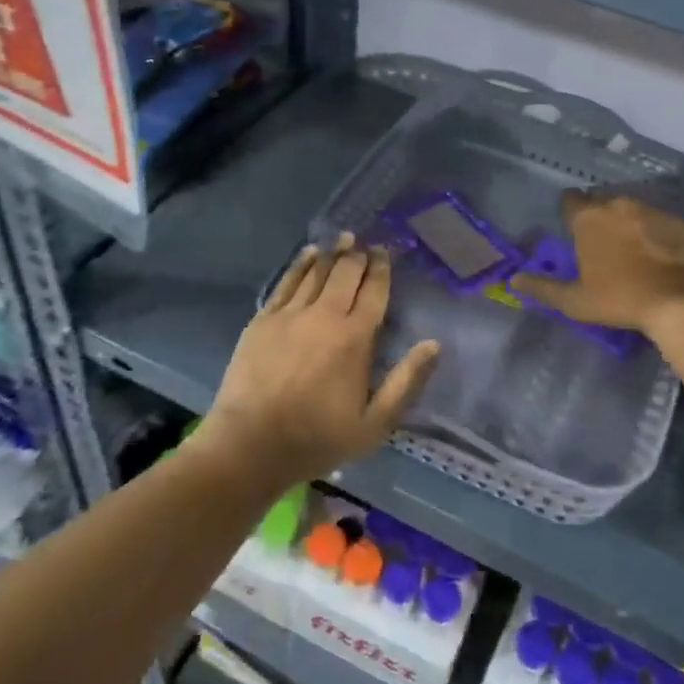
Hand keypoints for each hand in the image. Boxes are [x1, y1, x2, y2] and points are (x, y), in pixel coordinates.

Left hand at [201, 234, 438, 484]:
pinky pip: (287, 282)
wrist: (250, 445)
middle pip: (346, 274)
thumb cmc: (317, 438)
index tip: (384, 252)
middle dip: (358, 255)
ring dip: (332, 253)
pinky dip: (301, 264)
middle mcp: (325, 316)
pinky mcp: (263, 319)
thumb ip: (406, 382)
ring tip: (342, 238)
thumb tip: (433, 344)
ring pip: (316, 272)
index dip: (381, 269)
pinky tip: (308, 254)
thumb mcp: (374, 424)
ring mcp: (291, 314)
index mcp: (355, 338)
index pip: (374, 292)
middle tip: (364, 243)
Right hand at [511, 191, 683, 334]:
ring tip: (630, 248)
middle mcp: (617, 204)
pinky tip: (657, 253)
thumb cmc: (618, 299)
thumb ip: (542, 287)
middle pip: (601, 201)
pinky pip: (657, 220)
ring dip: (626, 222)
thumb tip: (513, 280)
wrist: (677, 301)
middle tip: (601, 244)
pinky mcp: (677, 221)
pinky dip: (653, 231)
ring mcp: (650, 210)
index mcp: (588, 218)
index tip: (573, 230)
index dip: (570, 213)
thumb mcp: (574, 300)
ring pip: (630, 208)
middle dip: (599, 217)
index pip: (570, 200)